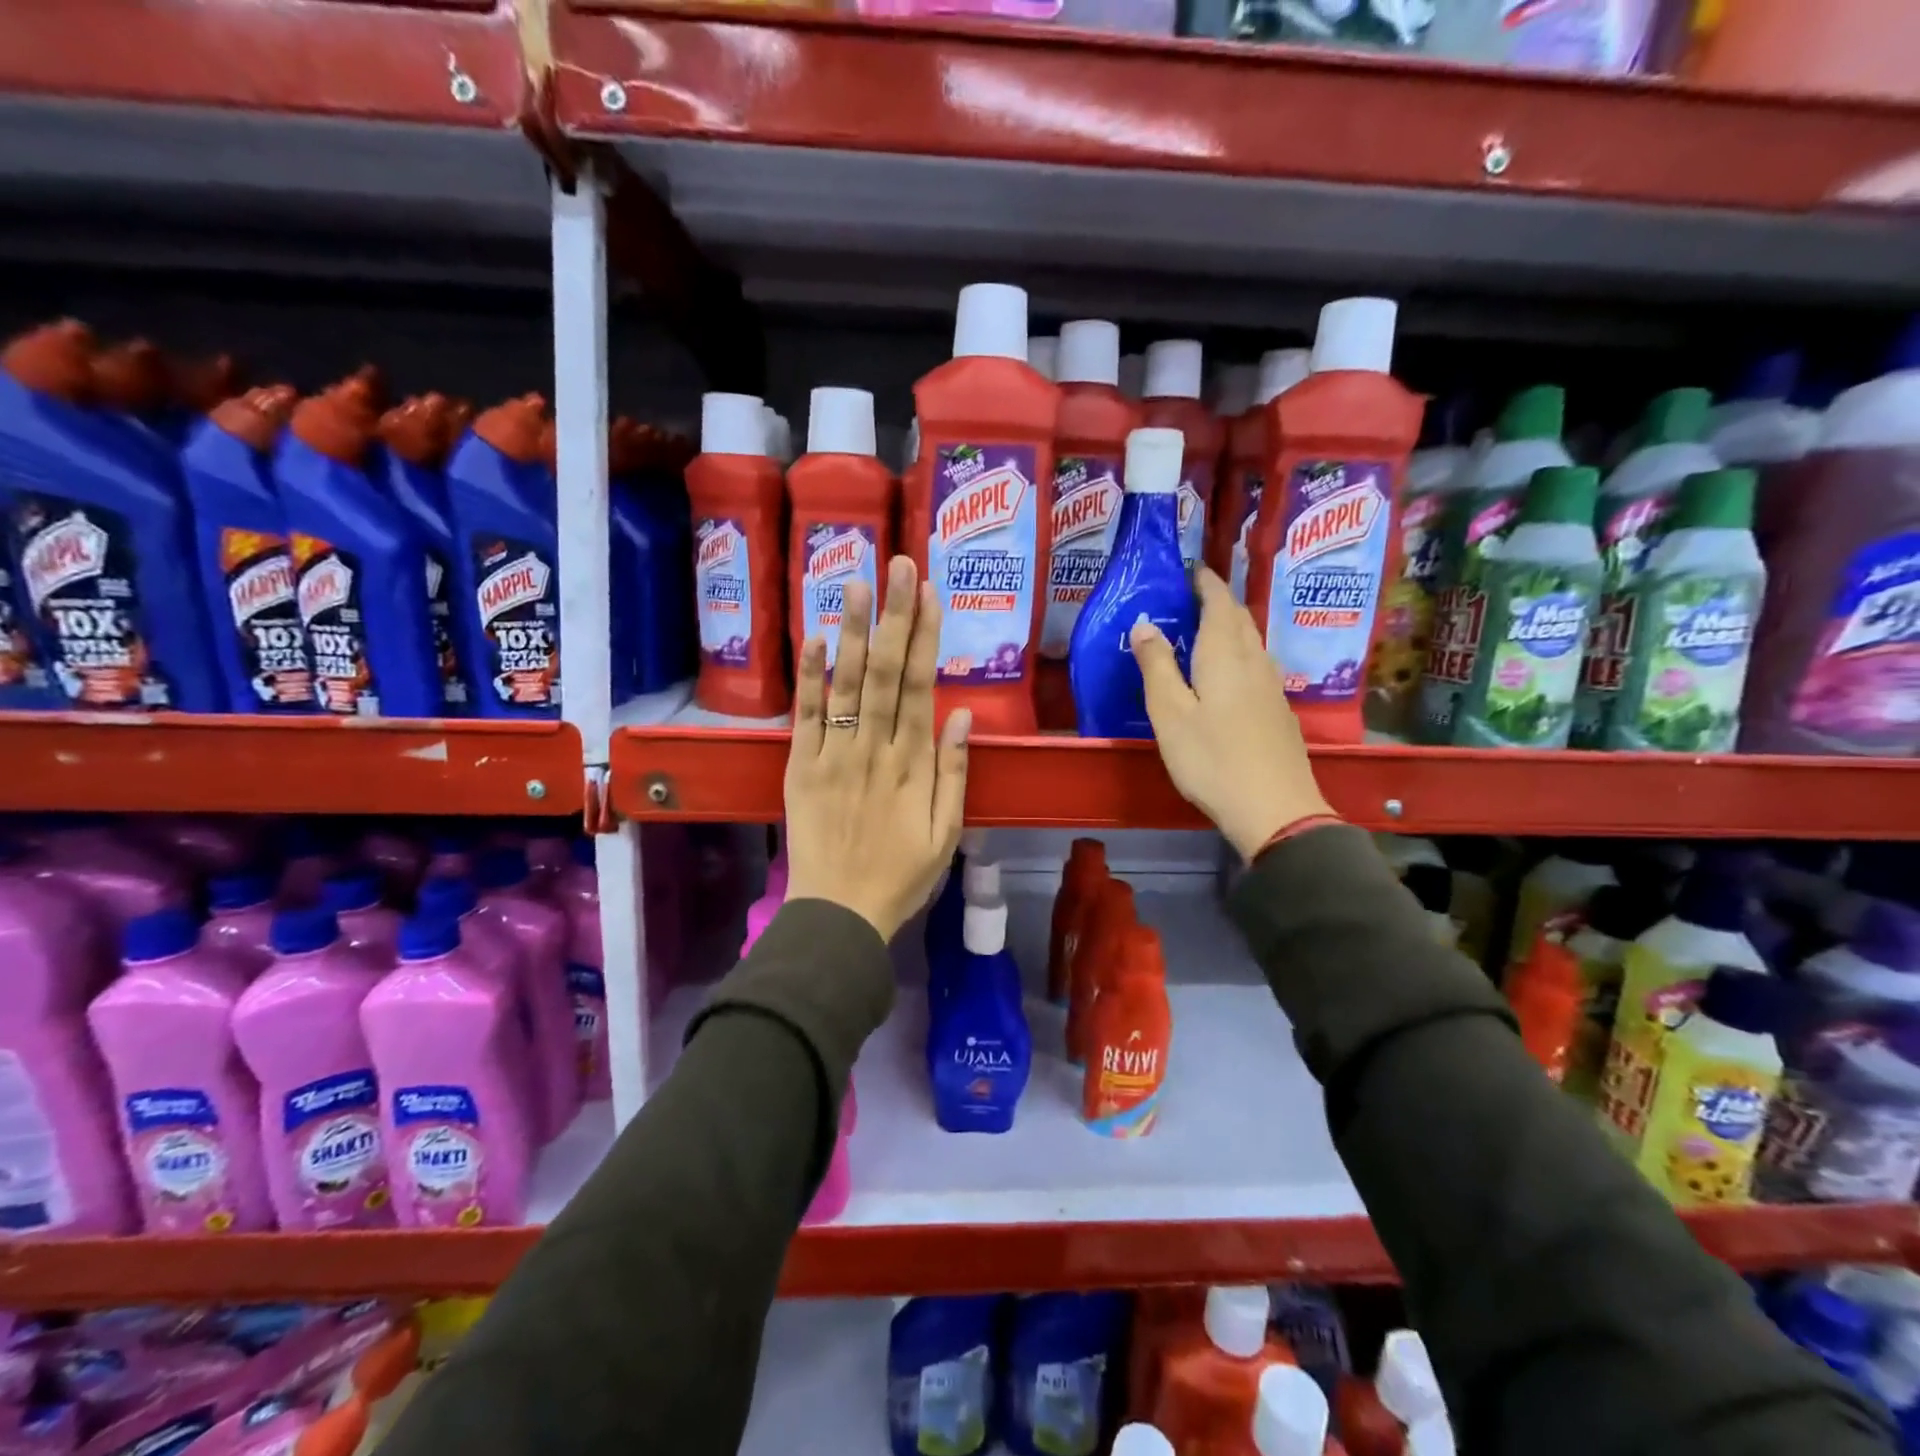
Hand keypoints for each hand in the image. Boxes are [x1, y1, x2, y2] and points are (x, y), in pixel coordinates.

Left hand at [784, 556, 971, 940]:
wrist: (840, 913)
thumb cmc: (902, 875)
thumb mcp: (947, 833)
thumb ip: (956, 772)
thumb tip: (963, 714)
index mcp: (913, 764)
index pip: (920, 687)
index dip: (925, 636)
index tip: (929, 592)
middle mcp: (874, 749)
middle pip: (885, 673)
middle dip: (894, 616)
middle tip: (898, 564)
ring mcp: (833, 755)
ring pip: (846, 685)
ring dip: (853, 631)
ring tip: (857, 583)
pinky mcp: (800, 767)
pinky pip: (804, 716)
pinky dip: (809, 677)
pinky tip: (814, 638)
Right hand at [1130, 566, 1335, 860]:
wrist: (1275, 809)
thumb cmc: (1212, 759)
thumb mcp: (1170, 714)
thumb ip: (1156, 666)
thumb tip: (1145, 624)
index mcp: (1225, 655)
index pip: (1219, 602)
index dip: (1205, 581)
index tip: (1189, 568)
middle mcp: (1255, 661)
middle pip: (1240, 618)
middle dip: (1217, 601)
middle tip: (1190, 597)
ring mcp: (1272, 687)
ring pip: (1252, 641)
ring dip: (1230, 627)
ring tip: (1204, 631)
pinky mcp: (1279, 711)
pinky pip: (1257, 665)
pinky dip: (1239, 653)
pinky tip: (1227, 674)